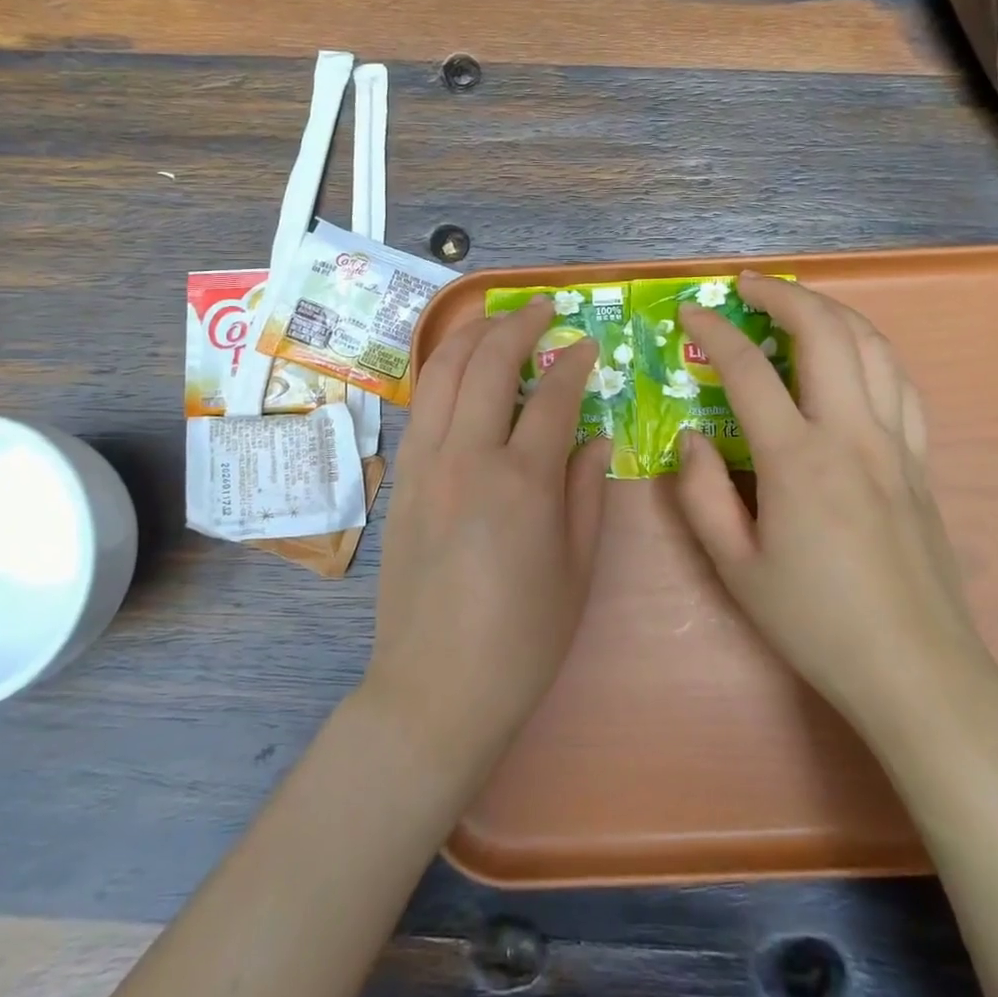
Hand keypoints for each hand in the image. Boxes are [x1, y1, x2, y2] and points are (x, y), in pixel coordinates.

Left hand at [362, 299, 609, 770]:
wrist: (435, 687)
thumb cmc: (522, 639)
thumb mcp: (577, 569)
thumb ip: (587, 491)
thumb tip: (595, 436)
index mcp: (523, 483)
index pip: (553, 396)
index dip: (574, 361)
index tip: (587, 344)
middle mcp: (468, 457)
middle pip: (489, 363)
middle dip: (518, 324)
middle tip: (542, 308)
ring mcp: (425, 465)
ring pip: (443, 373)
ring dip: (472, 335)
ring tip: (497, 320)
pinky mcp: (402, 480)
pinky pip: (422, 406)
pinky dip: (442, 372)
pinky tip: (459, 370)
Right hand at [676, 273, 997, 738]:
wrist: (915, 669)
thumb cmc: (814, 621)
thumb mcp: (734, 566)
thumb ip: (702, 493)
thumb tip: (692, 436)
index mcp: (798, 459)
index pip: (749, 369)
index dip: (714, 331)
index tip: (690, 313)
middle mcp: (852, 434)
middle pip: (825, 332)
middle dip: (783, 294)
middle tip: (747, 285)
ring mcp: (896, 443)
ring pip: (873, 346)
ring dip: (831, 311)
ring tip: (798, 305)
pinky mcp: (920, 461)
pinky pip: (900, 382)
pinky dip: (870, 350)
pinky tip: (851, 356)